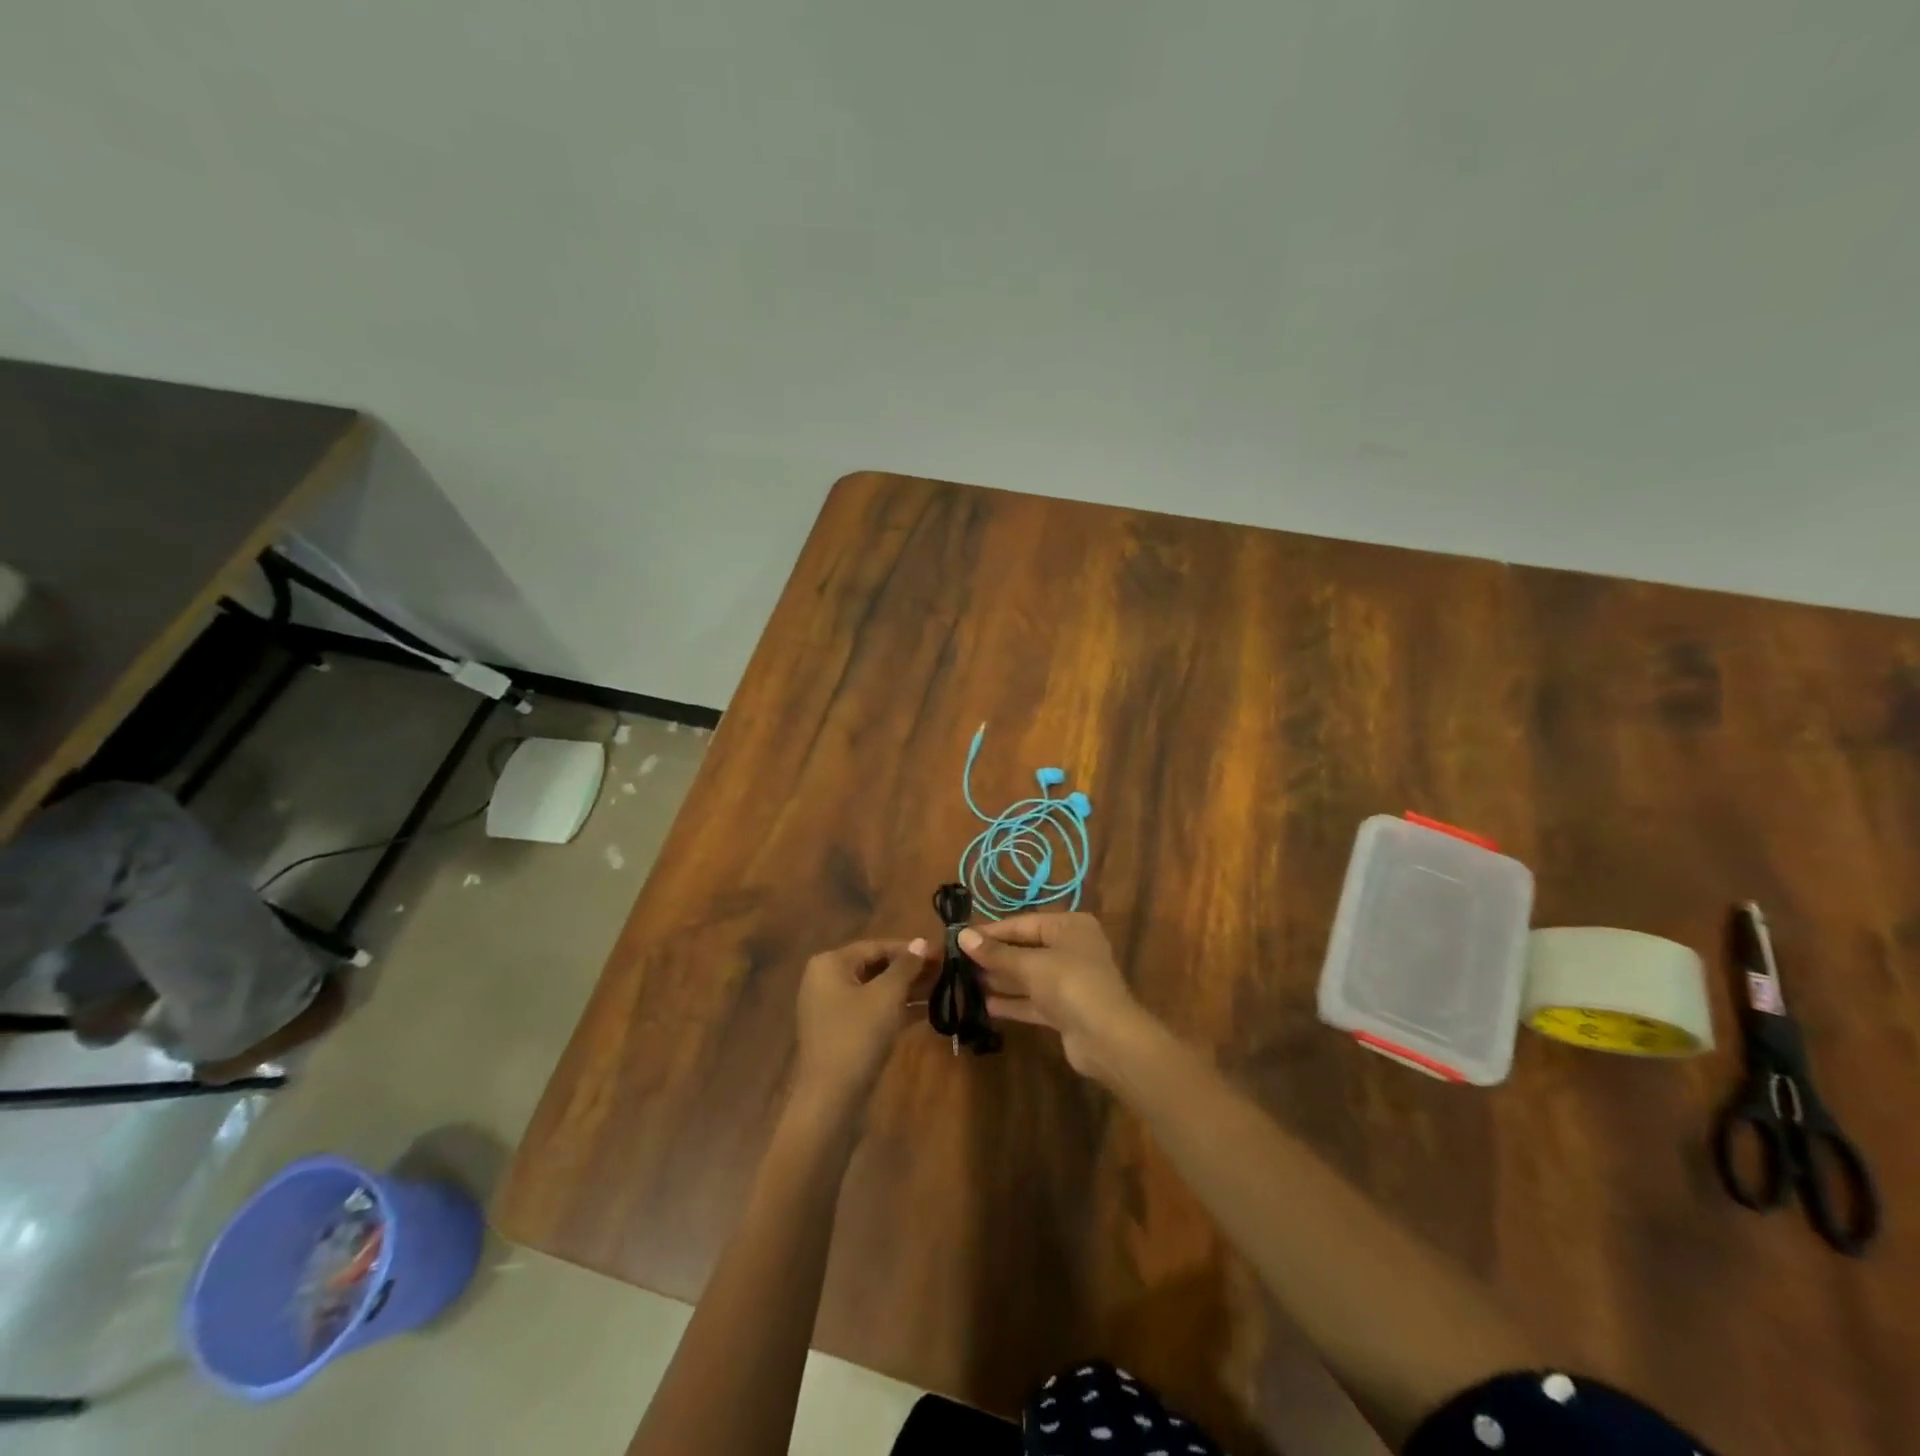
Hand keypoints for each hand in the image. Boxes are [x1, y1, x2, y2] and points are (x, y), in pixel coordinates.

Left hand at [793, 938, 931, 1113]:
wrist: (831, 1098)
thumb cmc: (857, 1035)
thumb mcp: (886, 996)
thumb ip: (905, 966)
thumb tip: (921, 942)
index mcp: (830, 963)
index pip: (876, 946)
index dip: (910, 949)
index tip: (941, 952)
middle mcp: (827, 980)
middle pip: (876, 967)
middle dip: (911, 969)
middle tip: (946, 970)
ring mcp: (833, 1008)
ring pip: (876, 991)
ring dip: (908, 989)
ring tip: (944, 988)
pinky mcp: (843, 1032)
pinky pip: (873, 1011)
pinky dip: (898, 1009)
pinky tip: (929, 1011)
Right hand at [959, 913, 1150, 1082]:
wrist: (1108, 1039)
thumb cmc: (1070, 985)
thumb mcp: (1031, 965)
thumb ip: (996, 953)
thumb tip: (962, 936)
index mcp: (1069, 926)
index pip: (1023, 923)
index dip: (991, 931)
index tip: (959, 937)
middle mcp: (1071, 948)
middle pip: (1025, 948)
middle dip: (994, 957)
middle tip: (957, 961)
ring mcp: (1069, 981)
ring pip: (1028, 975)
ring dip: (1000, 979)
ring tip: (964, 981)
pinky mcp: (1065, 1009)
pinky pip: (1033, 1000)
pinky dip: (1012, 1001)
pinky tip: (985, 1005)